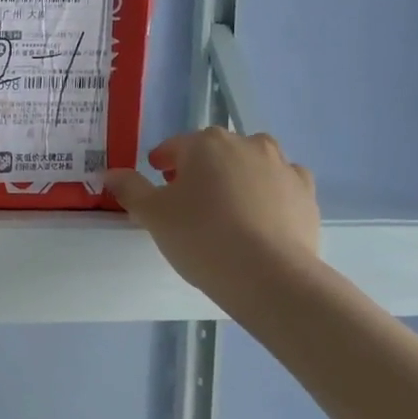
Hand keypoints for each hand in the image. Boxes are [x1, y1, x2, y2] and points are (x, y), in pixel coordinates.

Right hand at [106, 129, 321, 320]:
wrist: (268, 275)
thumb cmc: (200, 237)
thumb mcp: (152, 215)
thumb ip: (130, 189)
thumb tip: (111, 173)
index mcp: (206, 144)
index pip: (175, 146)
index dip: (162, 162)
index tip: (156, 179)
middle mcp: (247, 144)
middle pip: (215, 151)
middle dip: (200, 169)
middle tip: (187, 200)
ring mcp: (282, 166)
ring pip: (251, 164)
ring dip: (236, 177)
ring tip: (226, 209)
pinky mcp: (306, 192)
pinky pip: (280, 185)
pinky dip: (268, 194)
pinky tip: (259, 218)